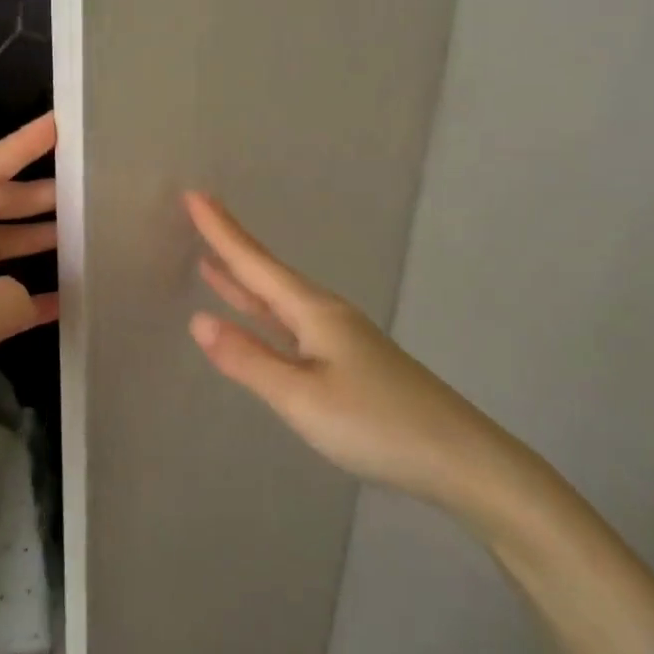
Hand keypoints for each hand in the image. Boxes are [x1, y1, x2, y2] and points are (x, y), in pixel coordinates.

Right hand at [183, 190, 517, 508]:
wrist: (459, 458)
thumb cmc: (376, 424)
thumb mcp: (302, 397)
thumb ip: (249, 359)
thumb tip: (198, 320)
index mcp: (314, 312)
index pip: (255, 263)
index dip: (221, 231)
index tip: (194, 195)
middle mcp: (326, 315)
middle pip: (268, 274)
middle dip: (231, 246)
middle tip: (199, 215)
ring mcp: (341, 338)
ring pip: (280, 299)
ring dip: (245, 280)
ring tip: (212, 262)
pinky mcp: (350, 361)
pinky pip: (292, 323)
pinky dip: (265, 312)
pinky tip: (261, 320)